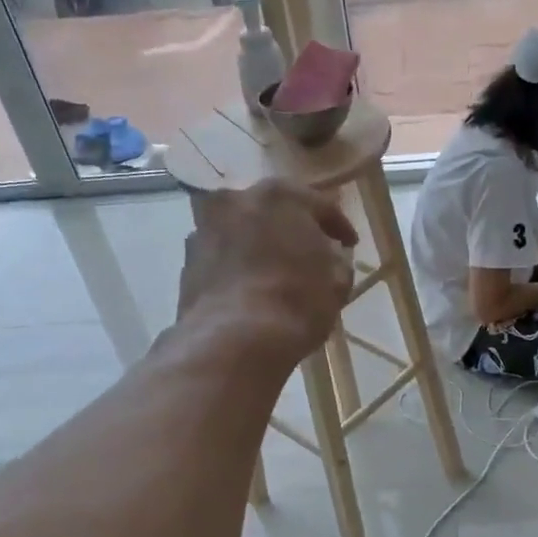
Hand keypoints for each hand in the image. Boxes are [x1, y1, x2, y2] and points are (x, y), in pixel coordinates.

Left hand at [179, 180, 356, 364]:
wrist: (234, 340)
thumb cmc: (296, 302)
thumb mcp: (336, 282)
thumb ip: (336, 260)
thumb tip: (329, 258)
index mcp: (279, 196)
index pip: (320, 205)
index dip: (340, 227)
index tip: (350, 245)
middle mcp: (236, 200)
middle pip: (273, 211)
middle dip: (293, 229)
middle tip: (310, 251)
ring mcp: (205, 229)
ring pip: (243, 231)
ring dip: (260, 245)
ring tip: (276, 270)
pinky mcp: (187, 261)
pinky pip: (223, 256)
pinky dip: (238, 265)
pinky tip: (251, 287)